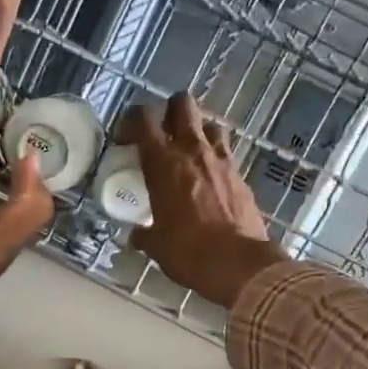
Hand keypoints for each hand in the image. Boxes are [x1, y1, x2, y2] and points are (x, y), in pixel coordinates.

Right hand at [126, 92, 287, 309]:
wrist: (239, 264)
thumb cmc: (188, 252)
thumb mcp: (157, 246)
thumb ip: (145, 235)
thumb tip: (137, 236)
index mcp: (163, 163)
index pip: (143, 120)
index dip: (132, 120)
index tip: (126, 136)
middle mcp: (192, 151)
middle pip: (183, 104)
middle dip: (171, 110)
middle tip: (163, 132)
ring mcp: (221, 160)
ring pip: (210, 124)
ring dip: (199, 131)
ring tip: (190, 152)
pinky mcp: (241, 175)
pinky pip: (226, 153)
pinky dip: (216, 157)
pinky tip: (210, 178)